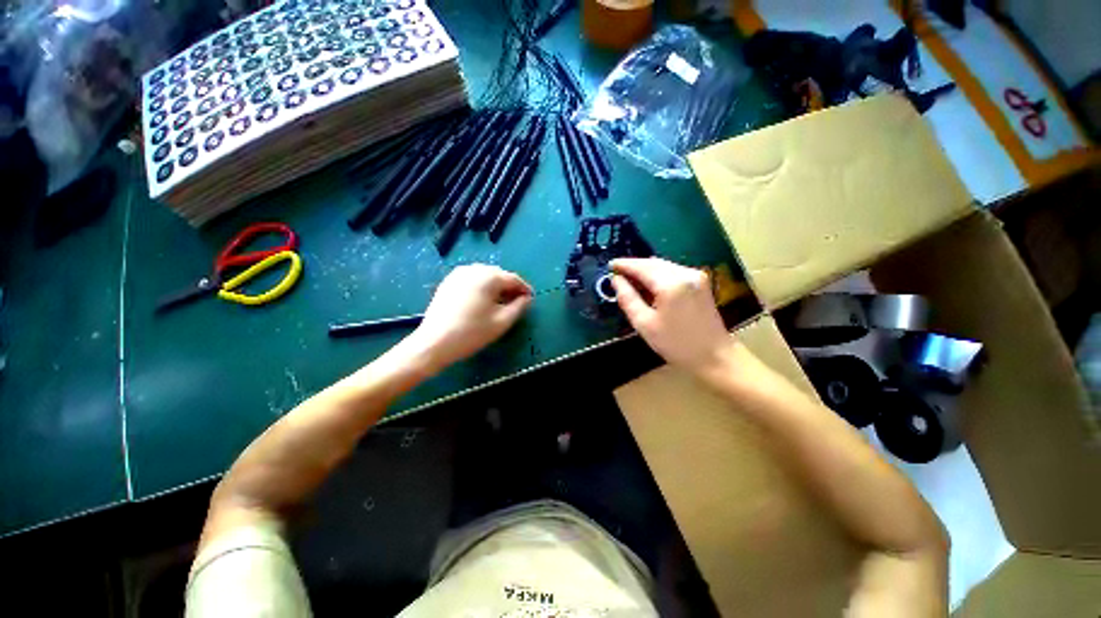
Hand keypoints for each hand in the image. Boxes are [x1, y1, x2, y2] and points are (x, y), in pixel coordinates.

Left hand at [408, 264, 532, 370]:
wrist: (434, 342)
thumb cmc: (472, 332)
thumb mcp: (502, 321)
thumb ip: (520, 307)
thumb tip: (526, 298)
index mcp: (489, 276)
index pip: (514, 279)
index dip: (525, 289)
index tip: (531, 300)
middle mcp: (474, 269)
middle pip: (499, 275)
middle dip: (510, 287)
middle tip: (516, 302)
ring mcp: (459, 273)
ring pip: (485, 276)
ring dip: (496, 287)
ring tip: (500, 303)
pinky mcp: (448, 281)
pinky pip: (472, 280)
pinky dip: (481, 287)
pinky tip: (482, 301)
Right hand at [611, 258, 731, 375]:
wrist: (714, 356)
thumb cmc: (675, 344)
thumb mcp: (644, 324)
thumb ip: (628, 298)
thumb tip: (616, 280)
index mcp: (671, 284)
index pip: (642, 267)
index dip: (624, 264)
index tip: (610, 265)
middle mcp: (685, 273)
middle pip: (653, 263)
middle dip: (634, 266)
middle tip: (617, 274)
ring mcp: (696, 275)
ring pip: (663, 265)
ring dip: (646, 271)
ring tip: (631, 281)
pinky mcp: (701, 281)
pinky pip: (673, 271)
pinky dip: (658, 275)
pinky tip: (650, 286)